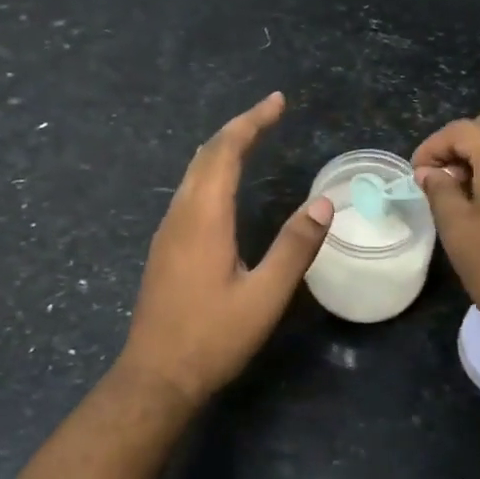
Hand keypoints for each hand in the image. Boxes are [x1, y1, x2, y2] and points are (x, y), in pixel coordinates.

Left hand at [117, 92, 333, 408]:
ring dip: (222, 149)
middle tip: (270, 112)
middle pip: (205, 155)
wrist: (155, 376)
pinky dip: (211, 173)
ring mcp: (167, 231)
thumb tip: (324, 203)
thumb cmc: (212, 338)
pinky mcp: (164, 248)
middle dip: (238, 128)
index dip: (251, 122)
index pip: (226, 152)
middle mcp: (180, 215)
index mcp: (204, 218)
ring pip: (193, 173)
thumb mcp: (264, 297)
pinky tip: (225, 185)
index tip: (277, 102)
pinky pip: (188, 192)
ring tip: (252, 138)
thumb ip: (295, 247)